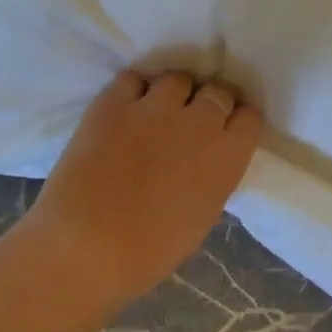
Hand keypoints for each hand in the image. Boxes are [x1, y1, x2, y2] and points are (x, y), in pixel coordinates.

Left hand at [21, 70, 262, 313]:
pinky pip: (133, 79)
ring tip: (159, 110)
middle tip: (195, 118)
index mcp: (227, 156)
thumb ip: (213, 178)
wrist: (82, 248)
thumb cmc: (148, 252)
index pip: (249, 116)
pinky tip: (127, 108)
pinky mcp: (114, 102)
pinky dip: (134, 91)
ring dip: (174, 93)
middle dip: (211, 101)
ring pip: (177, 80)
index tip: (228, 128)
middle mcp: (199, 122)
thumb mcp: (201, 217)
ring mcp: (155, 107)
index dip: (238, 120)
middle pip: (218, 90)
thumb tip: (207, 162)